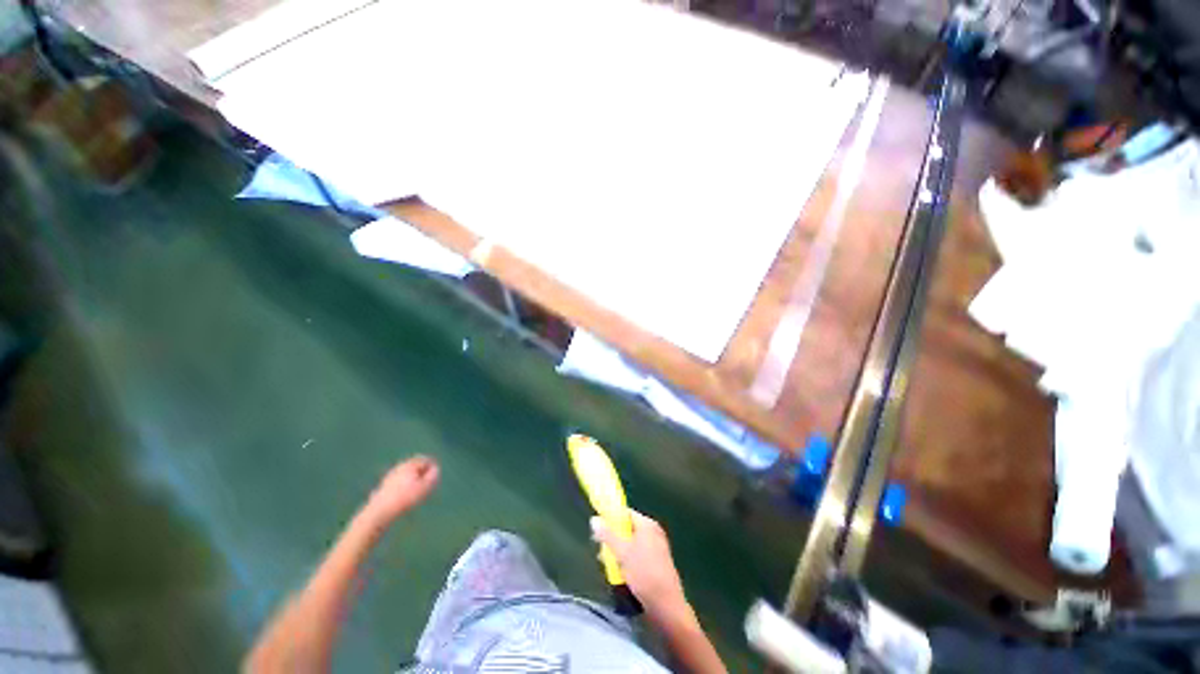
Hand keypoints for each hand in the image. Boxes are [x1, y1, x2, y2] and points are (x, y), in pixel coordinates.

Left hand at [365, 456, 439, 525]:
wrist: (379, 512)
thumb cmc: (404, 499)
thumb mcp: (424, 487)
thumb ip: (433, 476)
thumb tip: (435, 469)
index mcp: (409, 465)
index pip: (425, 460)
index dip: (432, 468)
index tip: (435, 479)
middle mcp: (399, 467)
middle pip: (415, 466)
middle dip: (422, 473)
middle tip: (427, 485)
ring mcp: (390, 476)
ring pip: (406, 475)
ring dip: (413, 480)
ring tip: (417, 492)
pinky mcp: (383, 487)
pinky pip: (398, 482)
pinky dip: (404, 486)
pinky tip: (404, 497)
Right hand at [591, 510, 689, 619]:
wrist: (666, 606)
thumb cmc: (644, 574)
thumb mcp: (622, 553)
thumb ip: (607, 535)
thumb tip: (594, 519)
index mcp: (647, 524)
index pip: (626, 513)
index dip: (611, 518)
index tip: (599, 529)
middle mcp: (654, 532)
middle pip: (628, 529)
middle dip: (614, 538)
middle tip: (601, 549)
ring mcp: (657, 548)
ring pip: (632, 544)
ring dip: (619, 552)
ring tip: (608, 564)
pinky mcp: (657, 563)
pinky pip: (638, 555)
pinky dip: (628, 560)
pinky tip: (620, 573)